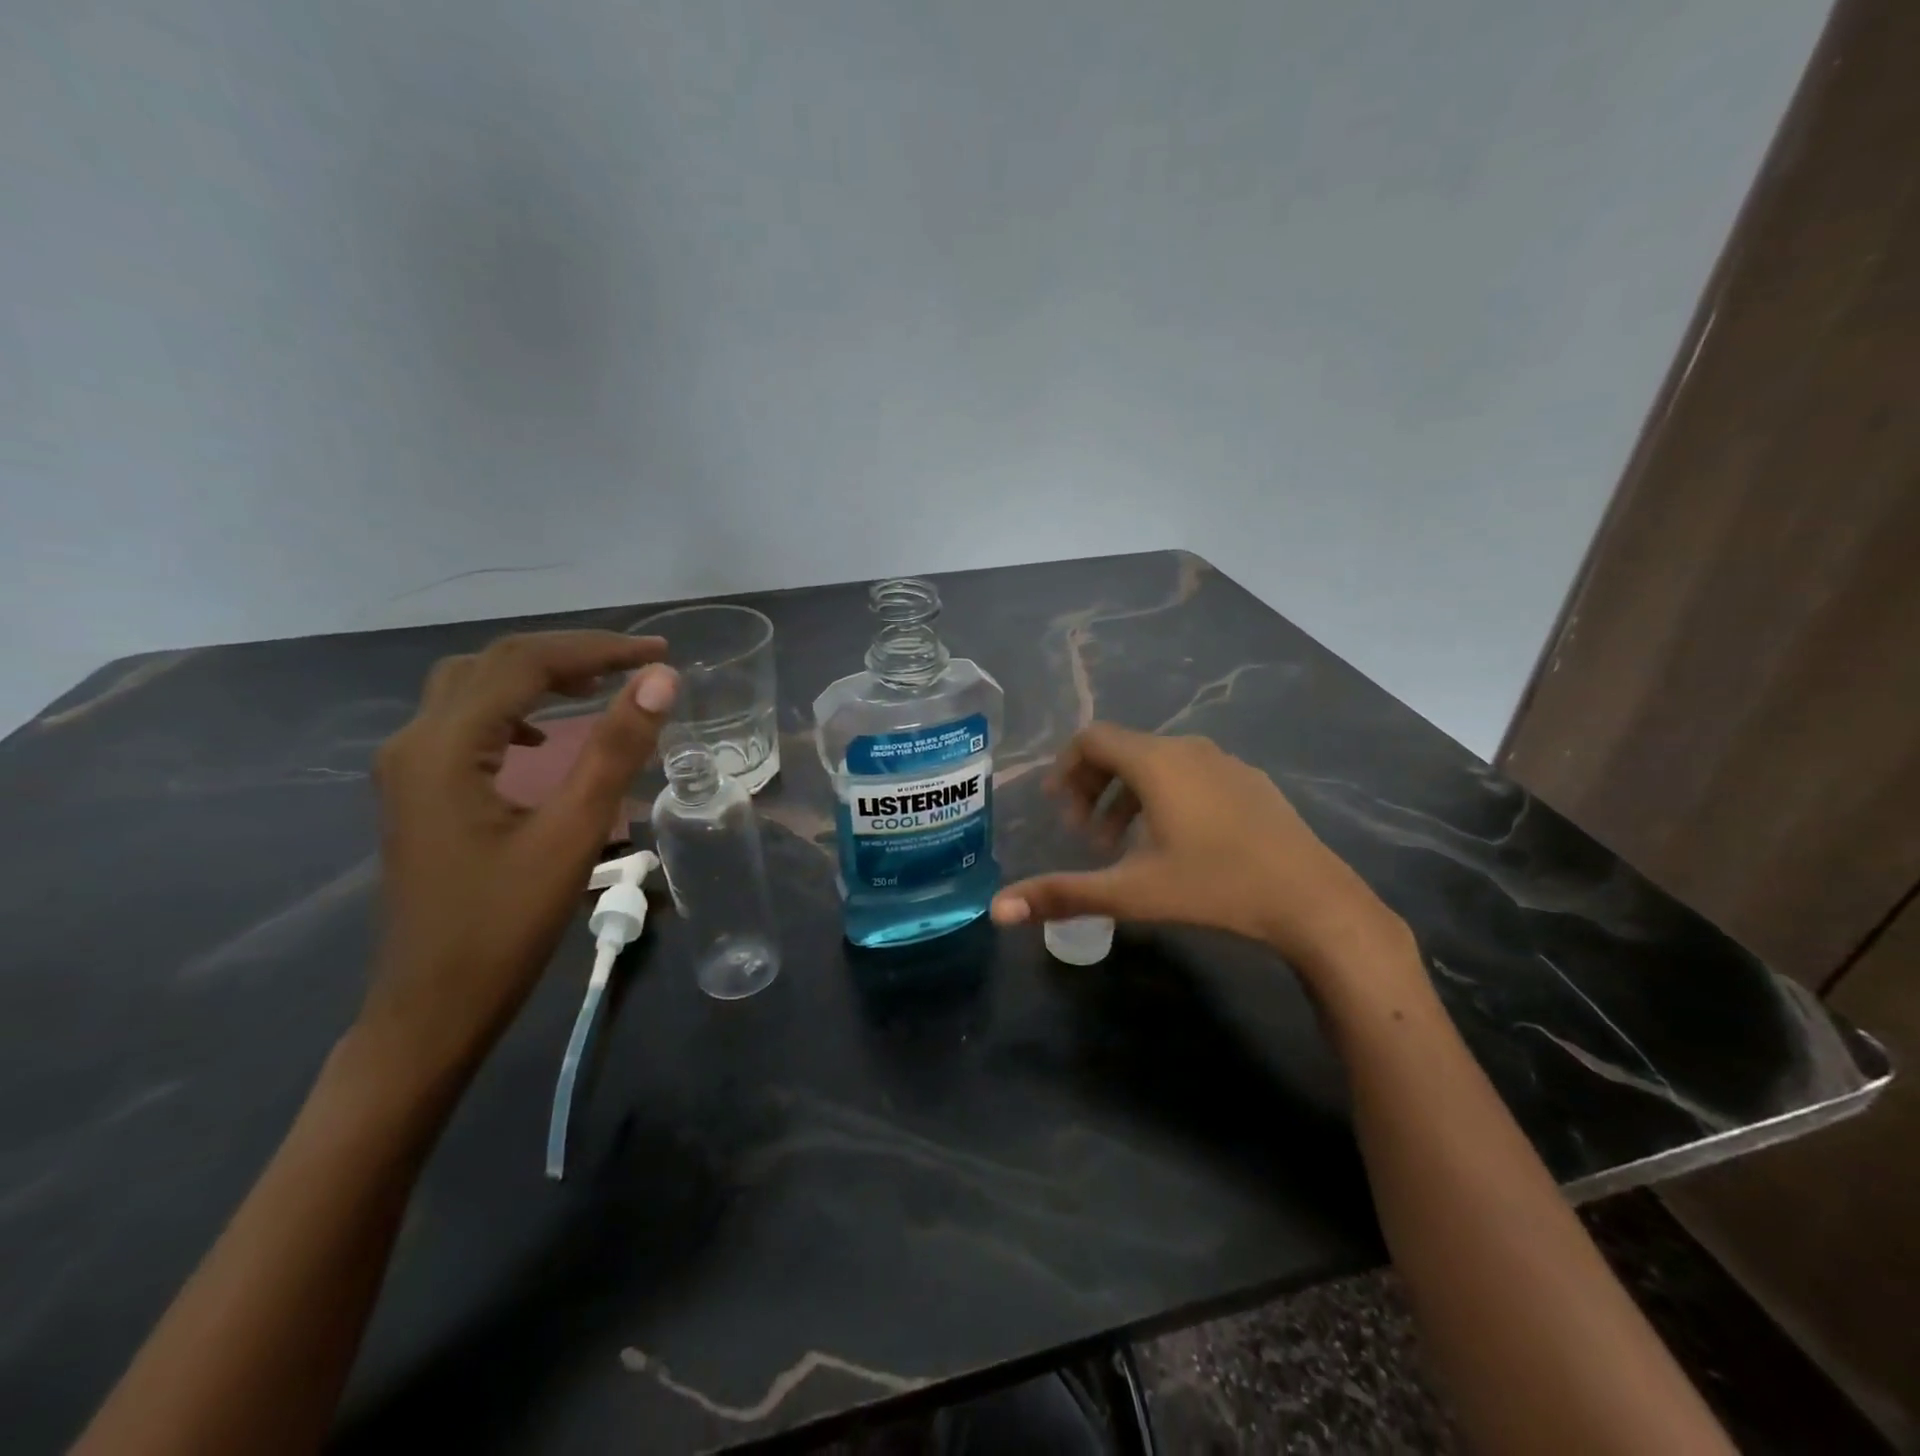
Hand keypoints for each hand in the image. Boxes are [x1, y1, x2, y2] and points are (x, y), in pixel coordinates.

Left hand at [359, 631, 677, 1088]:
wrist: (431, 1009)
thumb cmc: (504, 926)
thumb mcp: (571, 834)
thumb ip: (615, 750)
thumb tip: (661, 681)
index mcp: (445, 747)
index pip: (525, 663)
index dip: (598, 649)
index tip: (661, 655)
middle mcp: (415, 742)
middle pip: (494, 664)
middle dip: (570, 653)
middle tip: (637, 664)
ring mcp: (409, 768)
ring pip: (473, 687)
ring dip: (538, 674)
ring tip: (599, 684)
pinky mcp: (418, 792)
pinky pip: (465, 721)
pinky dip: (513, 706)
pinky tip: (542, 736)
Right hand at [991, 724, 1407, 973]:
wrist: (1315, 901)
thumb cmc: (1216, 887)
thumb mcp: (1132, 892)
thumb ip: (1063, 894)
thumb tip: (997, 909)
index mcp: (1156, 762)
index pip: (1092, 739)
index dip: (1065, 769)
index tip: (1058, 810)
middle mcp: (1189, 749)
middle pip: (1122, 749)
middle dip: (1092, 787)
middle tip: (1084, 835)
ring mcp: (1226, 762)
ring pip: (1157, 763)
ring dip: (1126, 796)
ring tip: (1122, 845)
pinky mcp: (1251, 782)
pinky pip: (1191, 774)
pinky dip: (1164, 797)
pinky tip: (1175, 844)